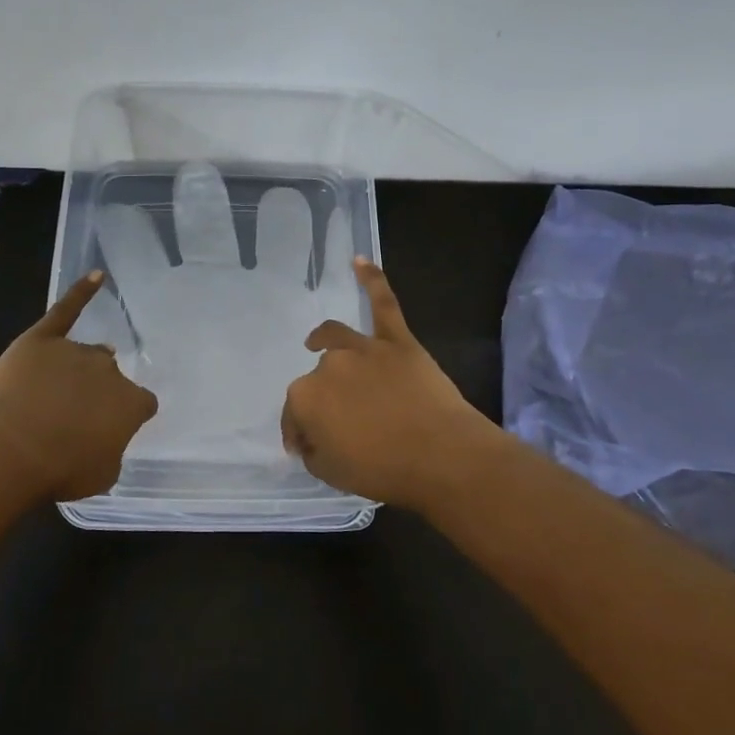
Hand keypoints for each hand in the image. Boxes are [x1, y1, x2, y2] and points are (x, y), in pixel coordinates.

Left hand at [0, 272, 159, 500]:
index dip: (125, 417)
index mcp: (131, 403)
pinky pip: (67, 310)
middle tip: (74, 417)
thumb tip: (104, 438)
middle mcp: (109, 370)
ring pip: (87, 355)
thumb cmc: (59, 470)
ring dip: (79, 370)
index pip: (141, 404)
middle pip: (110, 376)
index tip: (110, 429)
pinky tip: (96, 277)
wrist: (10, 448)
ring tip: (57, 391)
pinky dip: (82, 292)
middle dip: (97, 393)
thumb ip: (112, 450)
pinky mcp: (43, 339)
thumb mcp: (102, 475)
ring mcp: (76, 351)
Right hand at [281, 259, 499, 508]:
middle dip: (322, 402)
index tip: (307, 449)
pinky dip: (372, 280)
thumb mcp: (331, 474)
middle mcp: (328, 365)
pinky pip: (383, 304)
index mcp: (305, 397)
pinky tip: (359, 260)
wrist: (441, 456)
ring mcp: (364, 348)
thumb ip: (313, 452)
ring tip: (316, 342)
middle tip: (338, 425)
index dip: (299, 434)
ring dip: (323, 340)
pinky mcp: (397, 341)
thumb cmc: (383, 470)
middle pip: (317, 380)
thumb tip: (311, 440)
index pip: (293, 415)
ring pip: (336, 338)